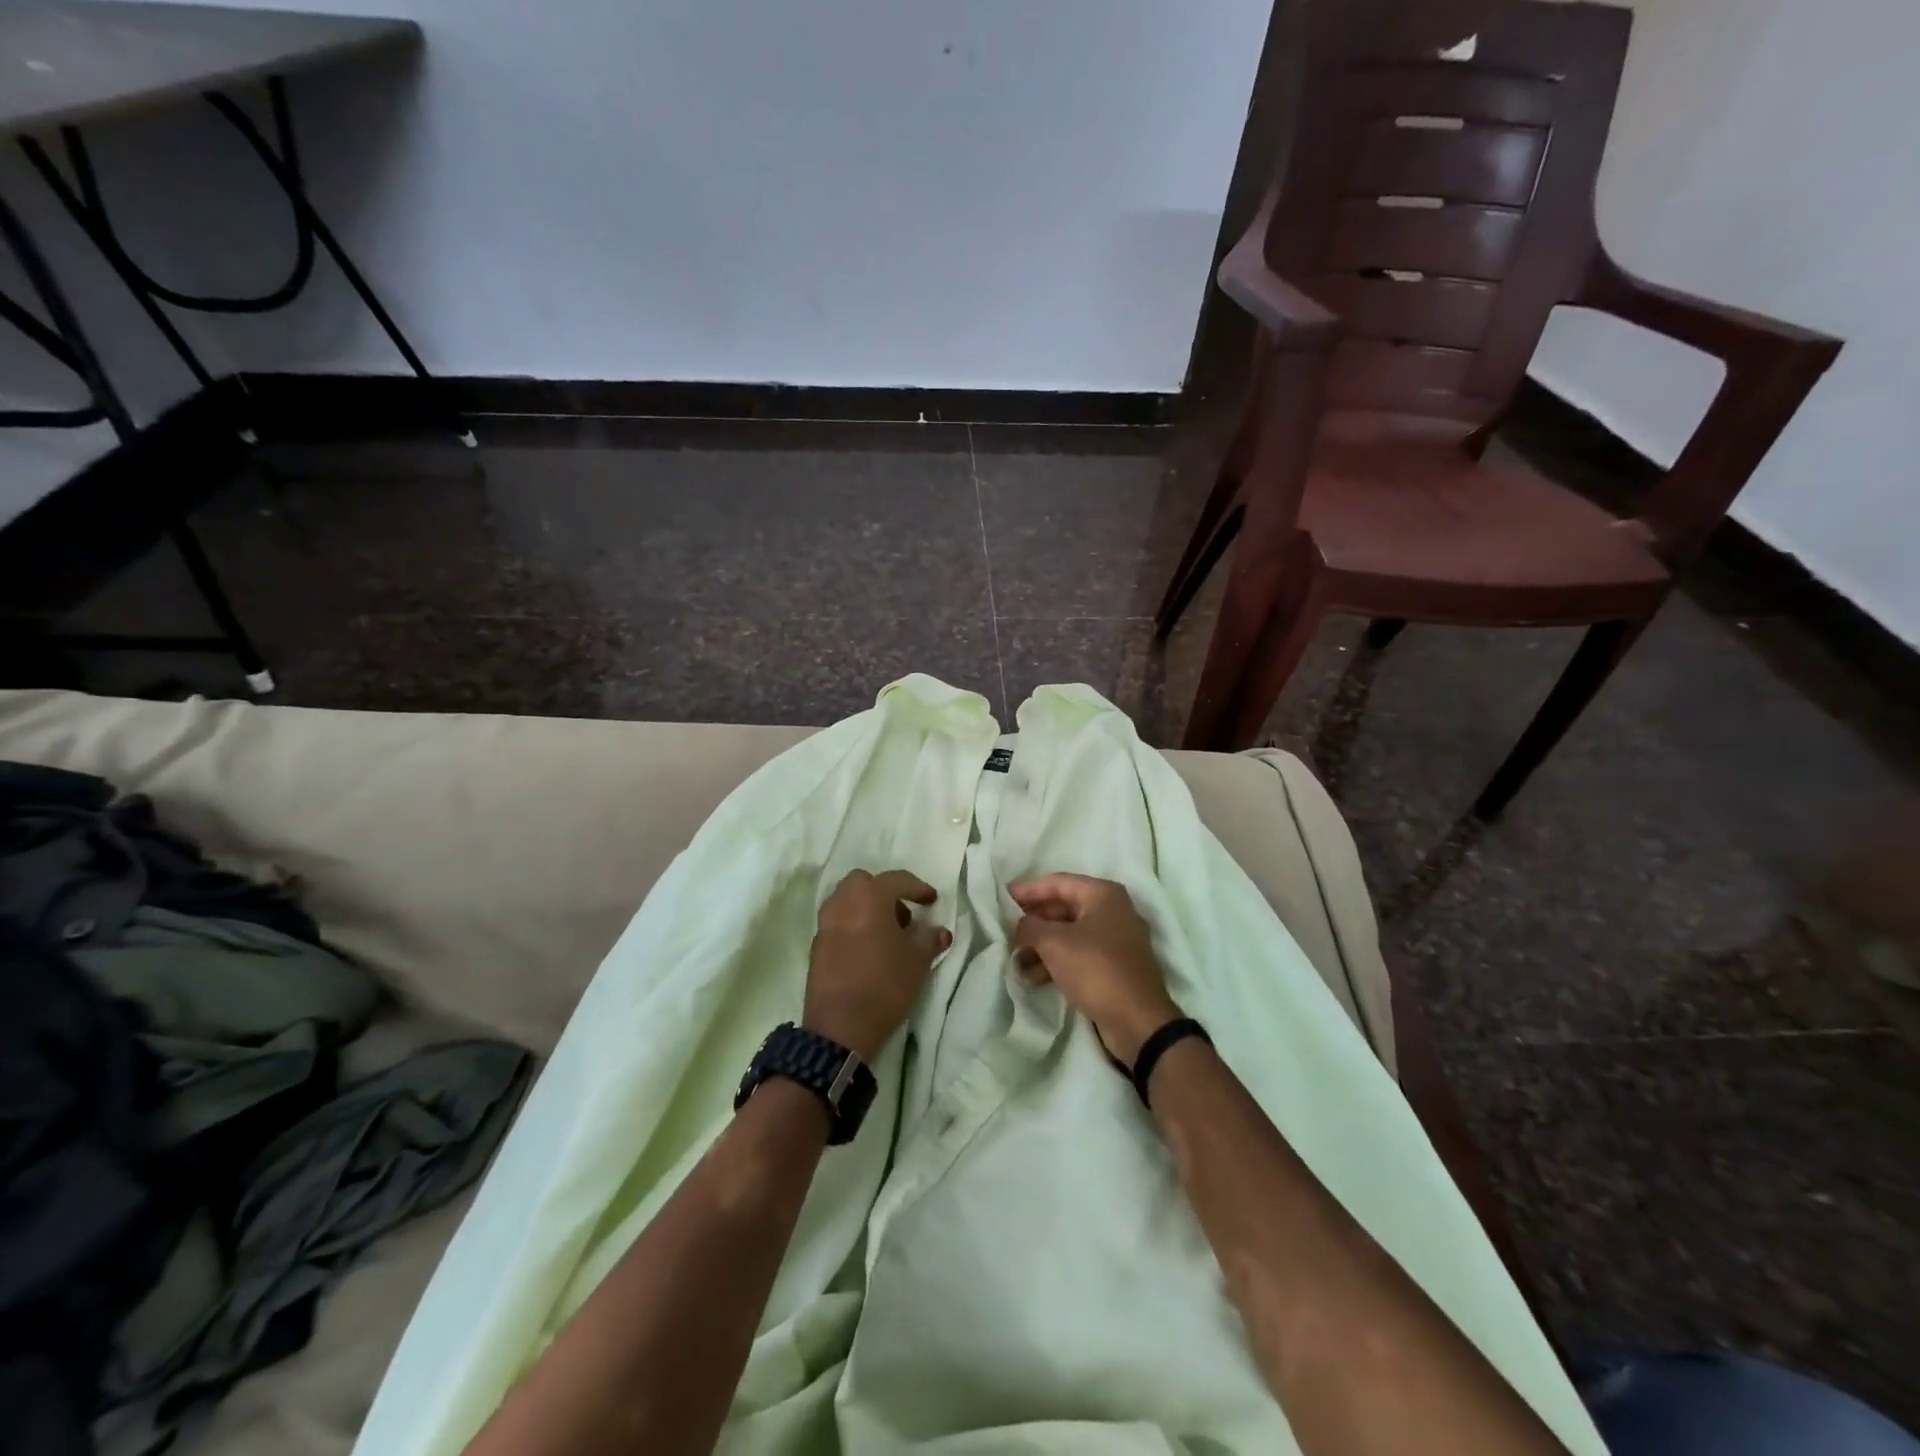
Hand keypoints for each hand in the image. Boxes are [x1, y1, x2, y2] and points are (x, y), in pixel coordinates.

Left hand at [803, 870, 951, 1060]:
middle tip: (902, 916)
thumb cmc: (885, 985)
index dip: (918, 888)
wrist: (840, 1028)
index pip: (897, 880)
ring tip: (885, 934)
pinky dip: (853, 926)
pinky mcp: (816, 947)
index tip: (932, 901)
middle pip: (863, 882)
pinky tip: (867, 950)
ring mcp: (825, 924)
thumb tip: (939, 931)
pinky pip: (837, 923)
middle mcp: (842, 903)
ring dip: (866, 908)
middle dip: (884, 892)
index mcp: (869, 897)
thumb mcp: (917, 961)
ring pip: (846, 901)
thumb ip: (930, 939)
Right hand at [1009, 874, 1179, 1064]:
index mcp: (1103, 894)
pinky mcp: (1114, 966)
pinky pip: (1079, 954)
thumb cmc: (1095, 968)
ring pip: (1069, 933)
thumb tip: (1019, 925)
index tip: (1002, 897)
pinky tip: (1032, 976)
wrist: (1137, 1021)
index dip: (1028, 890)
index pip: (1057, 883)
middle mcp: (1112, 911)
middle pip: (1063, 907)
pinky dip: (1056, 961)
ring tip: (1014, 958)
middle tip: (1005, 930)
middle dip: (1033, 920)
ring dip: (1041, 944)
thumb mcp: (1054, 943)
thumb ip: (1029, 926)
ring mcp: (1116, 940)